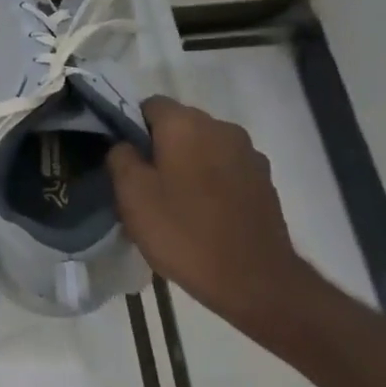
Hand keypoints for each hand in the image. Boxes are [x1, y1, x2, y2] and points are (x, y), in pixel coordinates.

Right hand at [106, 96, 303, 331]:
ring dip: (186, 164)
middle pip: (179, 124)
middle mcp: (222, 128)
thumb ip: (121, 158)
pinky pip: (224, 168)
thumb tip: (125, 145)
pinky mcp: (264, 181)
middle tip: (143, 184)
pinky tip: (202, 212)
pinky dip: (209, 181)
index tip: (123, 159)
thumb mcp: (132, 196)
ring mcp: (248, 154)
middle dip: (159, 146)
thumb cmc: (184, 233)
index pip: (149, 105)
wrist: (255, 281)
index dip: (130, 127)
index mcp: (186, 125)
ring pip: (203, 147)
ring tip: (173, 201)